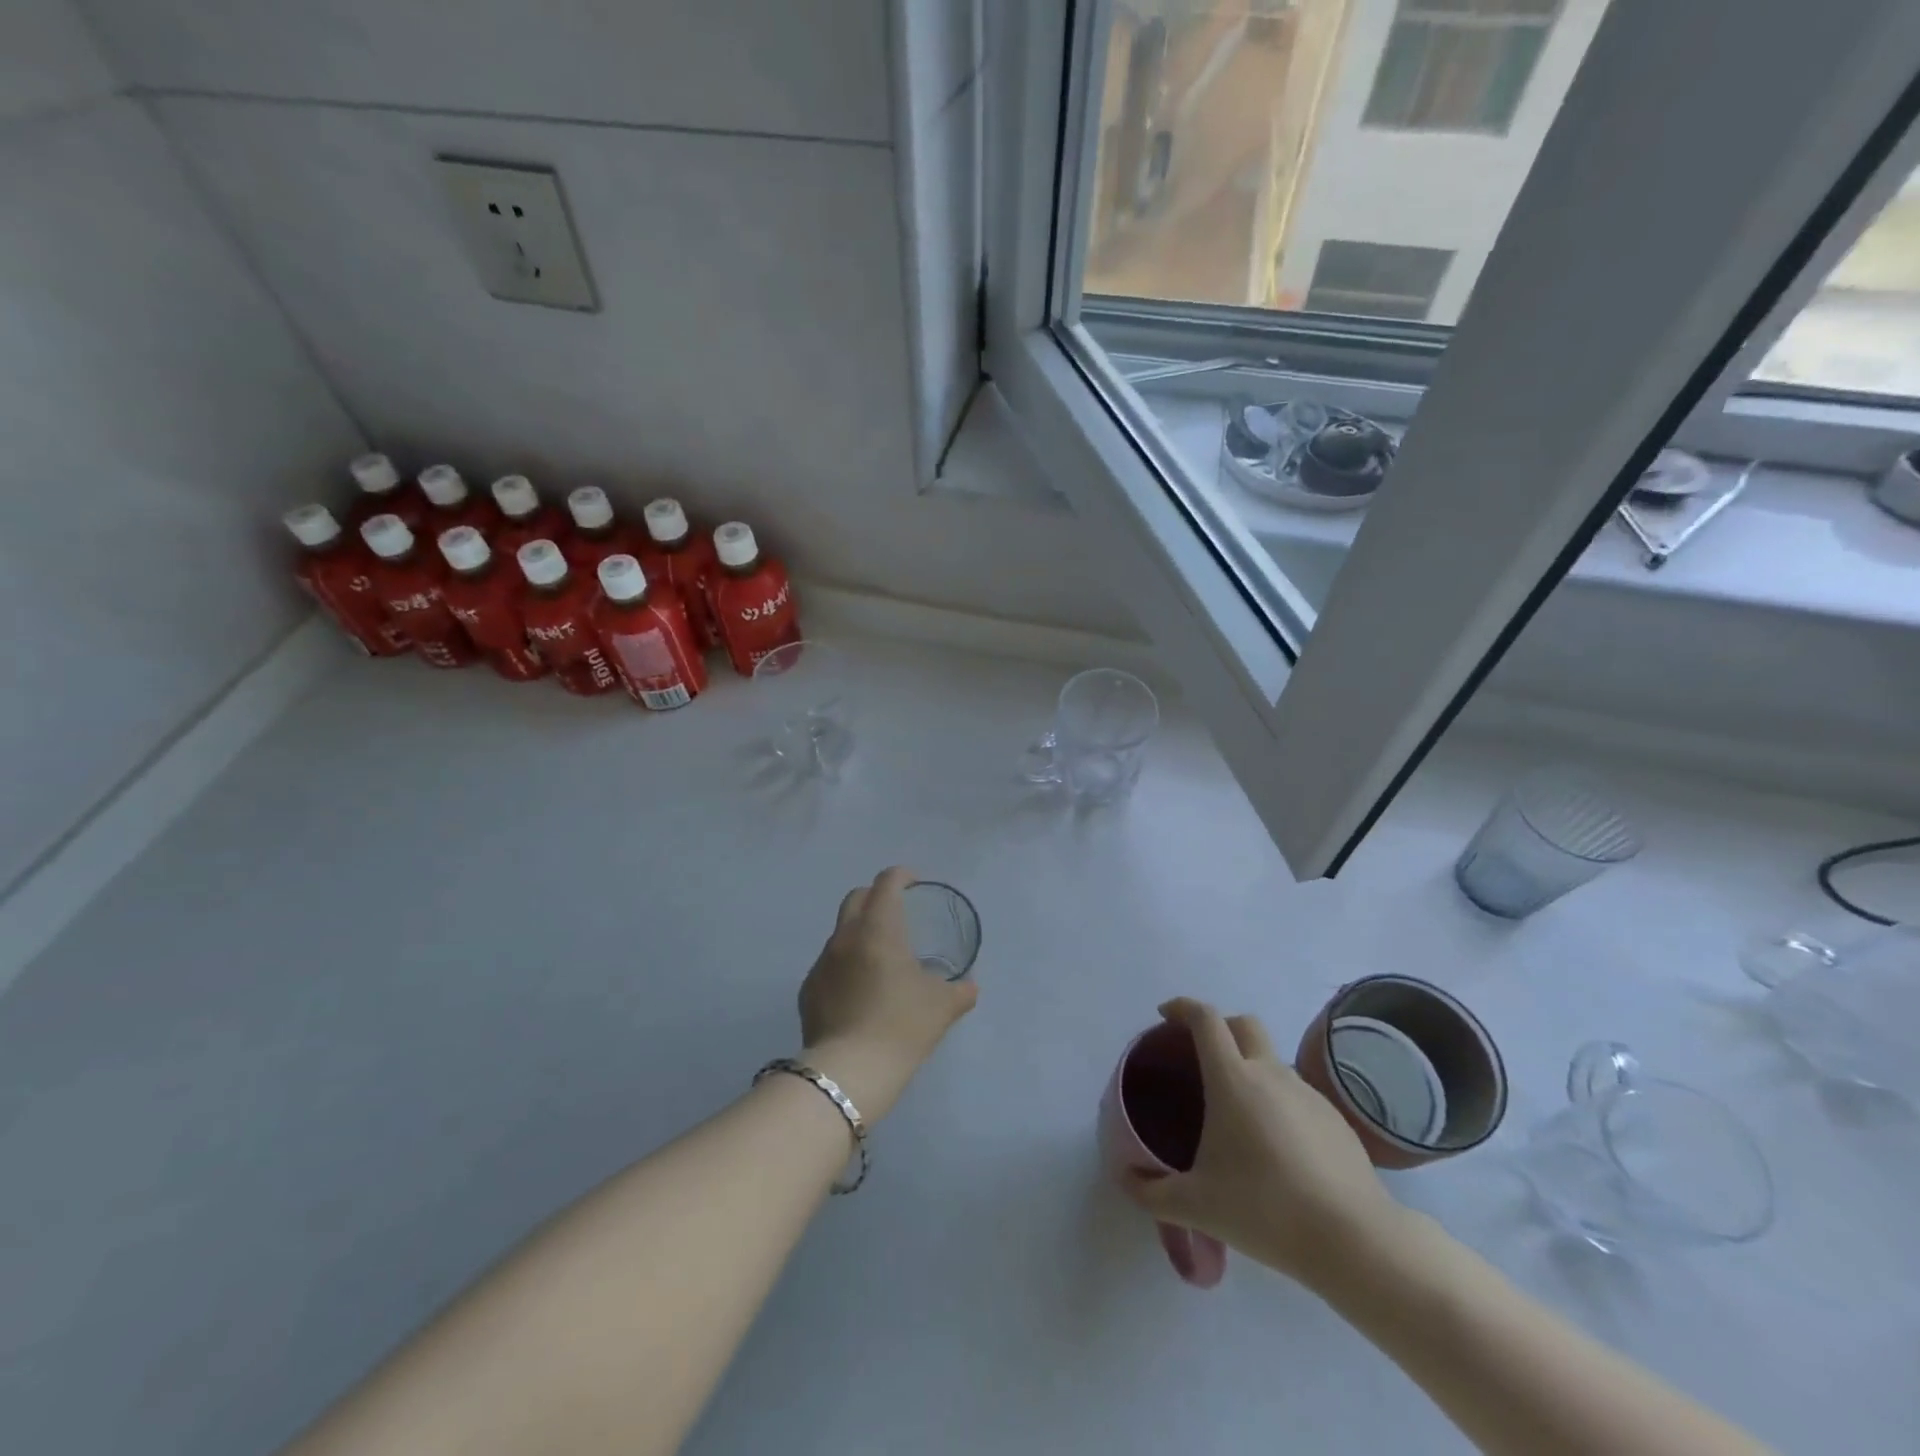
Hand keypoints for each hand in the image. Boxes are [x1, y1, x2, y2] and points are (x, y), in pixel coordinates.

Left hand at [799, 867, 977, 1122]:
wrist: (850, 1071)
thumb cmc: (902, 1026)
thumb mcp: (943, 1007)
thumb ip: (961, 991)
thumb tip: (969, 987)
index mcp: (879, 928)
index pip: (886, 884)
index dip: (901, 876)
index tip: (913, 882)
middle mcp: (845, 937)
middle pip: (856, 898)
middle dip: (875, 897)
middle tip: (895, 912)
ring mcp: (822, 963)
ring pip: (840, 933)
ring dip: (859, 934)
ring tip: (879, 960)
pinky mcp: (808, 990)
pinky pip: (829, 965)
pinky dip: (845, 966)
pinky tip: (859, 992)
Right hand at [1121, 998, 1405, 1290]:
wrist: (1354, 1240)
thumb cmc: (1265, 1210)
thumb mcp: (1196, 1206)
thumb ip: (1152, 1192)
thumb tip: (1125, 1177)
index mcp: (1233, 1079)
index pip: (1205, 1019)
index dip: (1182, 1007)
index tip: (1165, 1016)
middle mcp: (1270, 1073)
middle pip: (1243, 1024)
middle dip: (1219, 1027)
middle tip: (1200, 1056)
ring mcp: (1307, 1093)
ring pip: (1271, 1060)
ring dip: (1249, 1068)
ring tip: (1237, 1114)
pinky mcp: (1335, 1119)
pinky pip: (1296, 1094)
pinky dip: (1277, 1101)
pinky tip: (1276, 1147)